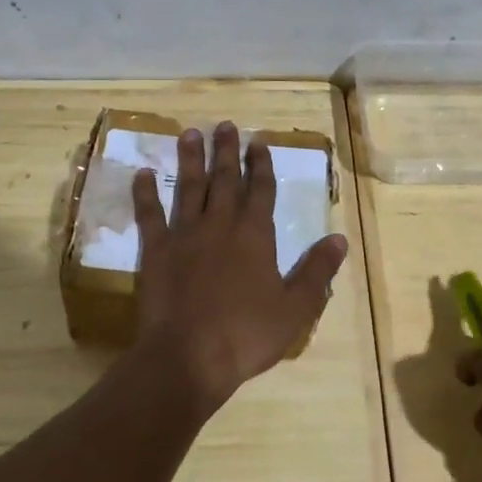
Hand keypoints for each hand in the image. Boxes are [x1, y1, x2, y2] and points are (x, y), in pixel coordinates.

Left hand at [132, 121, 347, 411]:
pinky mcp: (156, 250)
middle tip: (225, 125)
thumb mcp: (295, 308)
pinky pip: (150, 214)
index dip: (261, 165)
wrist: (188, 356)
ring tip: (190, 133)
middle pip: (225, 179)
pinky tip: (142, 173)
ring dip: (191, 159)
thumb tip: (339, 238)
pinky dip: (145, 193)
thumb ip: (317, 271)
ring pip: (189, 187)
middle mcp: (220, 224)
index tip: (258, 142)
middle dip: (227, 151)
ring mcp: (185, 234)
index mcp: (254, 235)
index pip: (261, 190)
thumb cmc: (246, 334)